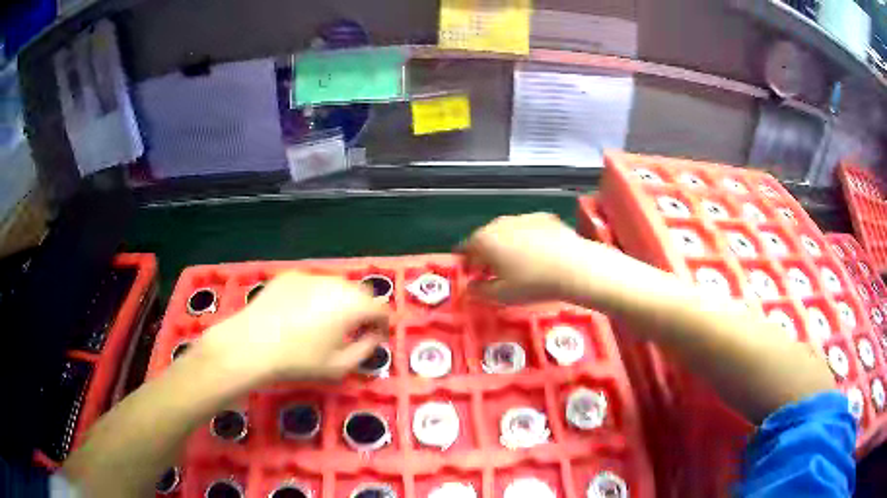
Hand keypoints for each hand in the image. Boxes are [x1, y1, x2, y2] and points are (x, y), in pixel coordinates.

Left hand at [200, 272, 388, 382]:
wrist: (253, 343)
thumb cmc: (299, 359)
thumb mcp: (339, 366)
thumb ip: (365, 350)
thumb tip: (373, 337)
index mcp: (353, 305)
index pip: (381, 309)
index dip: (383, 324)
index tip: (377, 337)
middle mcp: (336, 283)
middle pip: (361, 292)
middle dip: (364, 309)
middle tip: (354, 329)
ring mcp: (311, 276)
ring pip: (336, 285)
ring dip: (341, 300)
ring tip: (327, 319)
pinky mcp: (290, 275)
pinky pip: (313, 283)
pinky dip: (317, 295)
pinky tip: (301, 312)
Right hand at [461, 213, 600, 302]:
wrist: (574, 266)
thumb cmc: (532, 283)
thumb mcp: (501, 295)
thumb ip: (480, 291)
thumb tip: (471, 287)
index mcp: (484, 240)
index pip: (466, 249)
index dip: (468, 263)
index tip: (474, 276)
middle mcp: (500, 223)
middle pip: (486, 237)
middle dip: (487, 253)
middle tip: (495, 271)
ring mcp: (523, 217)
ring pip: (508, 231)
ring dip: (507, 244)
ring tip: (519, 263)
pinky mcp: (544, 217)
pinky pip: (528, 228)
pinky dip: (528, 238)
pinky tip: (539, 253)